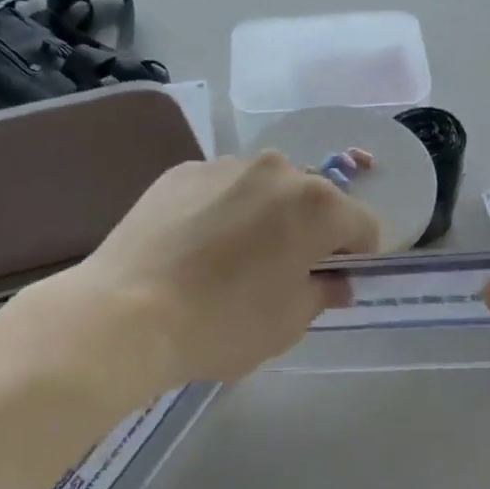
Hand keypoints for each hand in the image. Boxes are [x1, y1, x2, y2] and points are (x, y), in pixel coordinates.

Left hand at [69, 151, 380, 388]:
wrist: (126, 312)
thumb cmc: (222, 323)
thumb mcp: (288, 323)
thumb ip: (323, 293)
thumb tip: (334, 282)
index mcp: (316, 204)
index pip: (363, 225)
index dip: (357, 257)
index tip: (333, 283)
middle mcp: (276, 169)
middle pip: (313, 199)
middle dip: (310, 231)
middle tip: (281, 272)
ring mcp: (224, 165)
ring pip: (264, 189)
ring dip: (265, 216)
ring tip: (231, 259)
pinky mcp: (181, 171)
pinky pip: (220, 188)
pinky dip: (221, 210)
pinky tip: (194, 247)